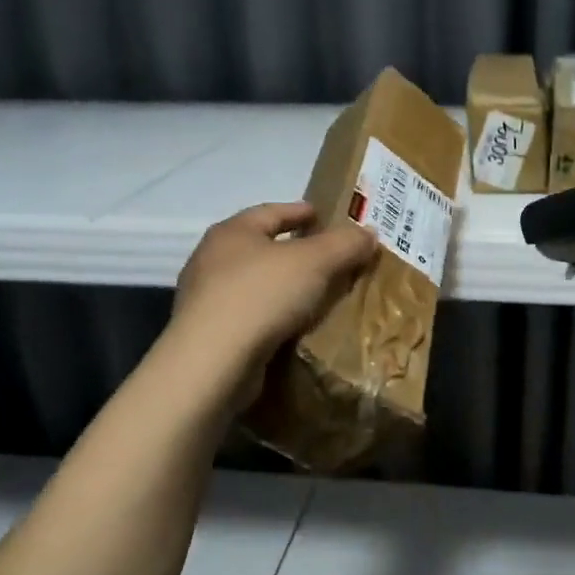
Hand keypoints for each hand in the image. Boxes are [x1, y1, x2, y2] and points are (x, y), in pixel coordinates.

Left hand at [172, 202, 377, 405]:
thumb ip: (345, 243)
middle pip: (261, 246)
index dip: (301, 211)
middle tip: (328, 257)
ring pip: (255, 283)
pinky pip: (250, 315)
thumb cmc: (262, 296)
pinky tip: (294, 326)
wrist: (213, 363)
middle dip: (294, 249)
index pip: (272, 211)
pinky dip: (273, 315)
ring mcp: (206, 298)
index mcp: (232, 231)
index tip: (324, 216)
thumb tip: (369, 232)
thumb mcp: (315, 261)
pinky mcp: (209, 334)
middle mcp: (212, 259)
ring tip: (317, 294)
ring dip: (284, 285)